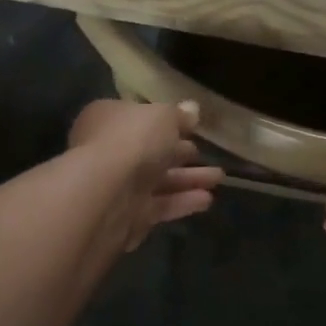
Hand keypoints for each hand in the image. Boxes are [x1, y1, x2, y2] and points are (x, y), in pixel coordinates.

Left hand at [69, 99, 222, 251]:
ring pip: (157, 180)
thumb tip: (192, 109)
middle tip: (203, 152)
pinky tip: (207, 199)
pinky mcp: (127, 217)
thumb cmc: (132, 141)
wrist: (106, 195)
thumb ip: (179, 114)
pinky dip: (182, 202)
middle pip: (148, 151)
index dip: (164, 121)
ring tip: (219, 177)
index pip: (137, 117)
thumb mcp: (163, 116)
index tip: (190, 126)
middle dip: (178, 152)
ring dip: (188, 179)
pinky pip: (159, 205)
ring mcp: (116, 186)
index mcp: (107, 119)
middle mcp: (108, 151)